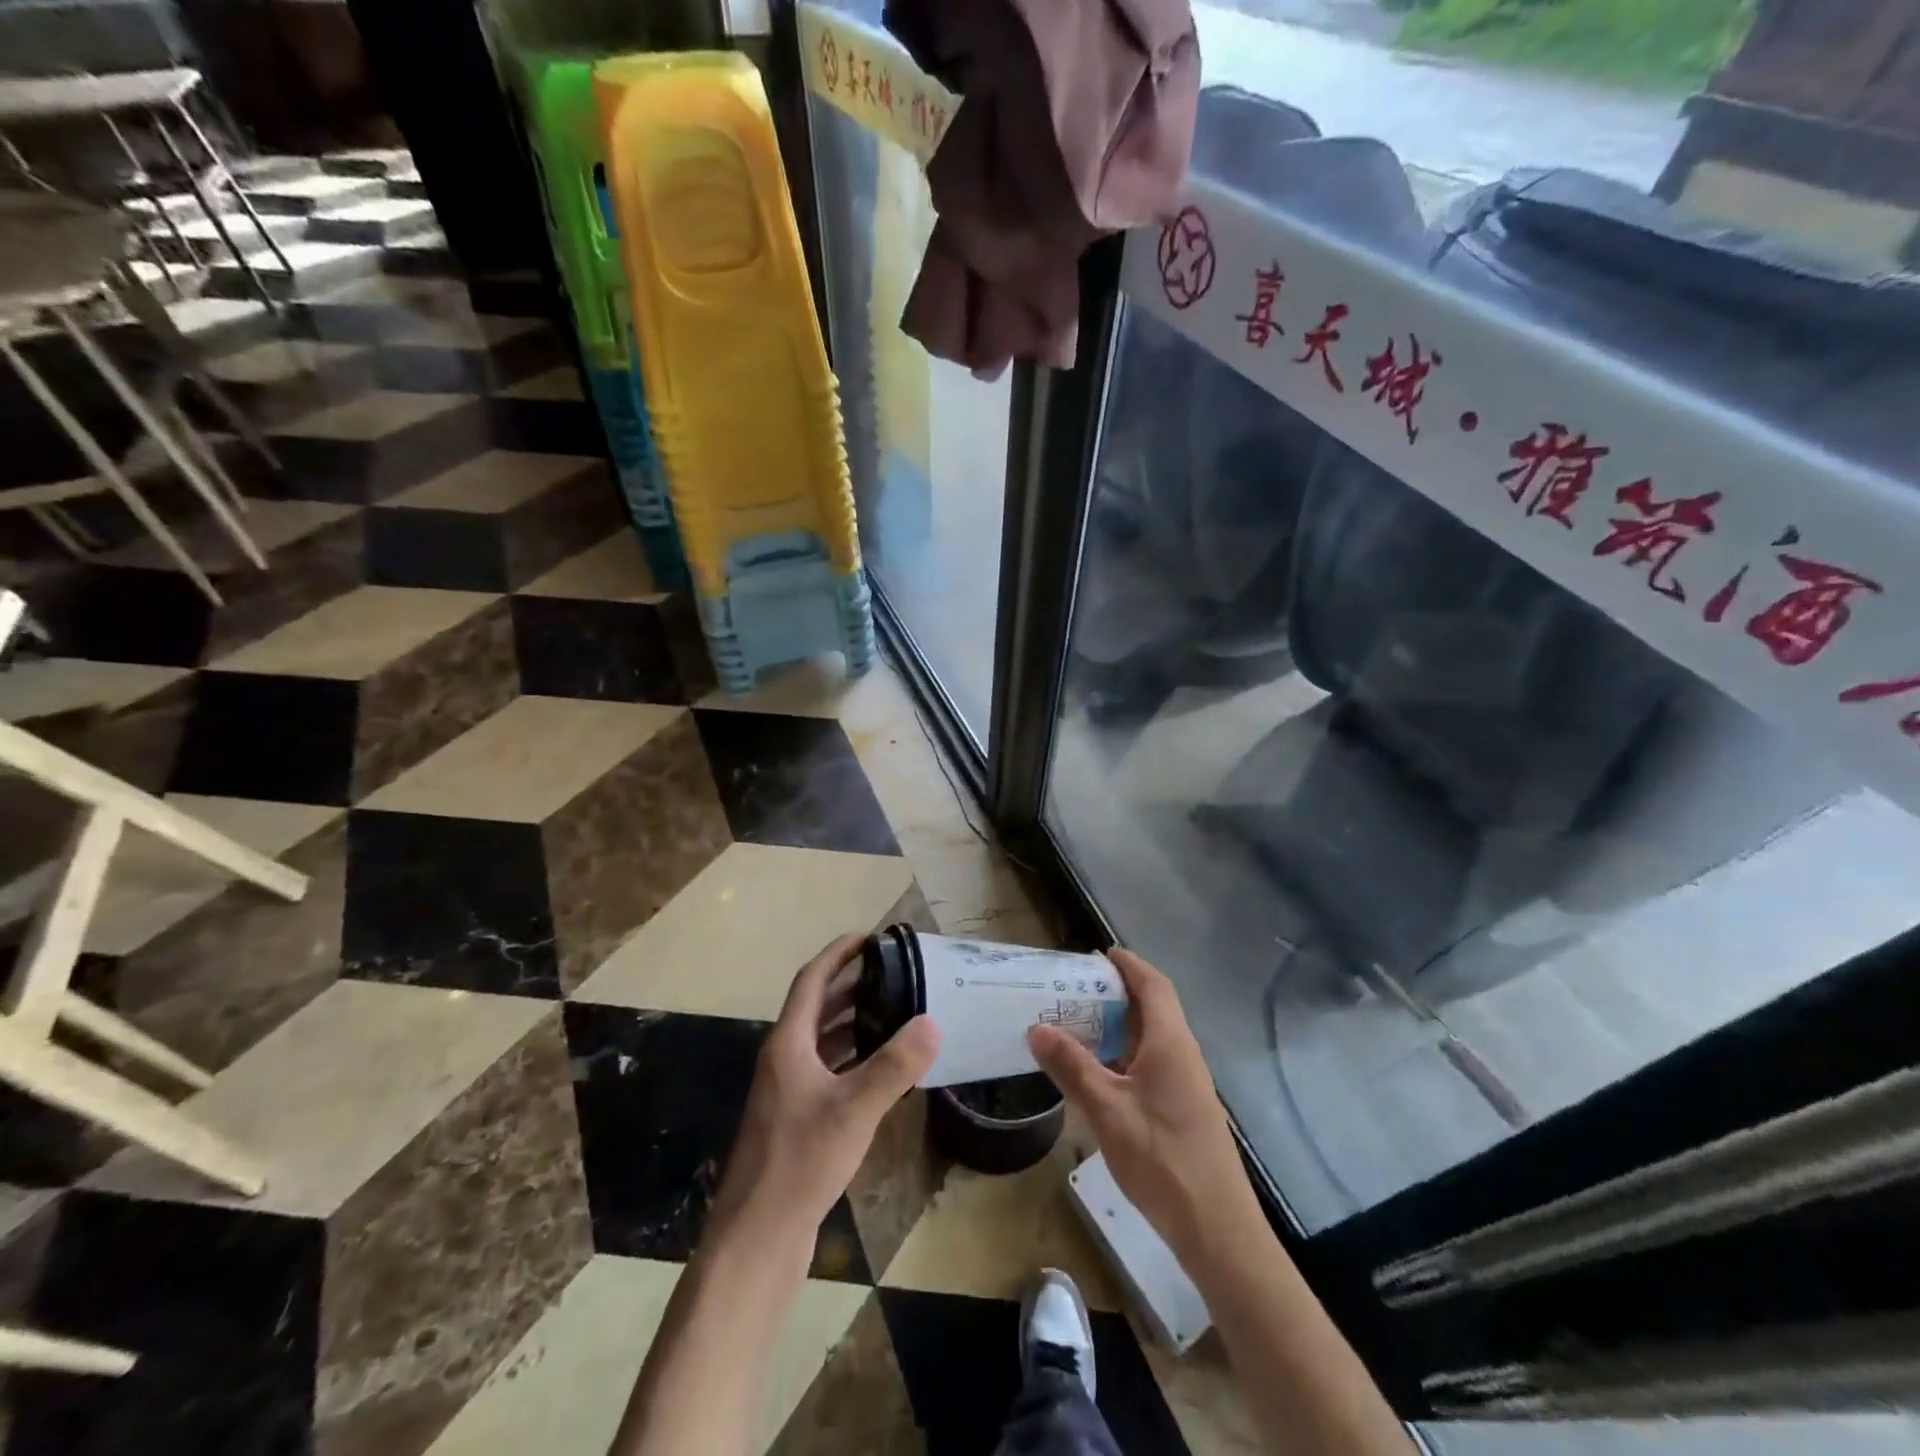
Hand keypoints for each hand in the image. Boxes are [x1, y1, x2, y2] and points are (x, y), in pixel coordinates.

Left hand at [706, 934, 939, 1269]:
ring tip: (895, 1010)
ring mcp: (788, 1093)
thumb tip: (932, 1021)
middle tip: (894, 972)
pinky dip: (853, 1058)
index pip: (812, 981)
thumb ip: (894, 1066)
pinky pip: (829, 1072)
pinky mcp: (797, 1121)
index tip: (870, 937)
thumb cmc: (800, 1162)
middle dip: (852, 985)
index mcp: (788, 1044)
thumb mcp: (854, 1109)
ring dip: (854, 1021)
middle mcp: (784, 1060)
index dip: (838, 954)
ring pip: (823, 1041)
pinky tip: (883, 1069)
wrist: (757, 1239)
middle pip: (817, 1008)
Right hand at [1028, 948, 1257, 1266]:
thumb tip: (1037, 1028)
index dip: (1129, 964)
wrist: (1217, 1228)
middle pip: (1153, 1008)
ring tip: (1079, 1025)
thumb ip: (1072, 1066)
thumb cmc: (1162, 1159)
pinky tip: (1100, 1073)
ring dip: (1120, 1026)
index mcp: (1170, 1042)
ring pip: (1152, 1038)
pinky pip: (1153, 1063)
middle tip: (1075, 989)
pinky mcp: (1184, 1108)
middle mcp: (1182, 1053)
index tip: (1099, 954)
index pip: (1153, 985)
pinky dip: (1126, 1054)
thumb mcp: (1107, 1110)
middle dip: (1118, 993)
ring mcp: (1187, 1083)